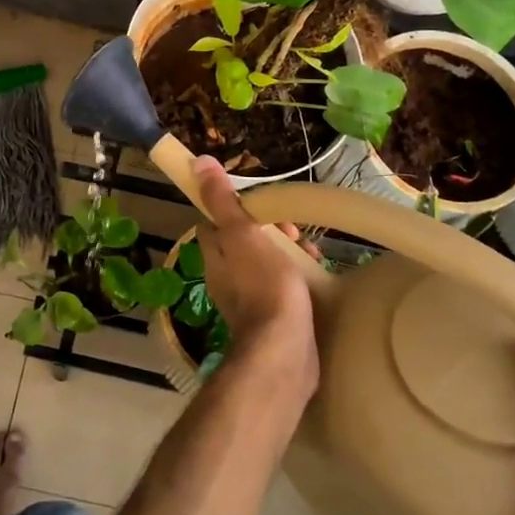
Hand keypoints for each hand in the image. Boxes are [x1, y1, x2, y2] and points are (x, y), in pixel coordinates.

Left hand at [191, 157, 318, 397]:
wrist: (284, 351)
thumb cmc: (264, 286)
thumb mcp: (242, 234)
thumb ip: (222, 201)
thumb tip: (198, 163)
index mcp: (214, 254)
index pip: (216, 219)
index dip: (238, 206)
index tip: (264, 204)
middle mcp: (224, 276)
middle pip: (244, 239)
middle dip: (270, 229)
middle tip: (294, 230)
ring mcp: (246, 298)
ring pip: (264, 261)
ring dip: (287, 251)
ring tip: (312, 252)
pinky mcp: (269, 317)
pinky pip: (279, 285)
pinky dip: (295, 275)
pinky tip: (316, 275)